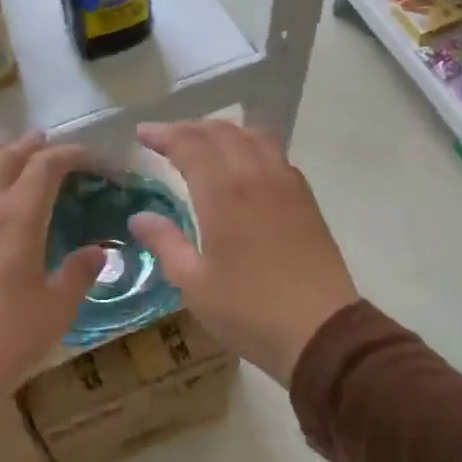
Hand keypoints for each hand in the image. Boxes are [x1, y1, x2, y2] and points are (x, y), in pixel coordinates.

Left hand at [0, 135, 105, 413]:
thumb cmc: (5, 338)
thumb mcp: (56, 310)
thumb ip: (79, 274)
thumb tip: (97, 252)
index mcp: (18, 216)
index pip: (46, 167)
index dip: (70, 154)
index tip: (88, 157)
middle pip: (5, 159)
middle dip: (29, 146)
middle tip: (44, 142)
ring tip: (3, 156)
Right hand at [129, 119, 356, 383]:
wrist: (321, 332)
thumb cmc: (249, 311)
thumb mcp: (194, 285)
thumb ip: (166, 244)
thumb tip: (140, 217)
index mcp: (225, 194)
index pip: (191, 146)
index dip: (165, 135)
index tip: (143, 134)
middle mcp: (257, 177)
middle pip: (223, 133)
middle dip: (190, 128)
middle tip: (167, 137)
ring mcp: (287, 186)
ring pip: (254, 138)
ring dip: (224, 132)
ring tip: (204, 142)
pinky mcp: (306, 201)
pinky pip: (276, 155)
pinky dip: (252, 146)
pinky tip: (245, 165)